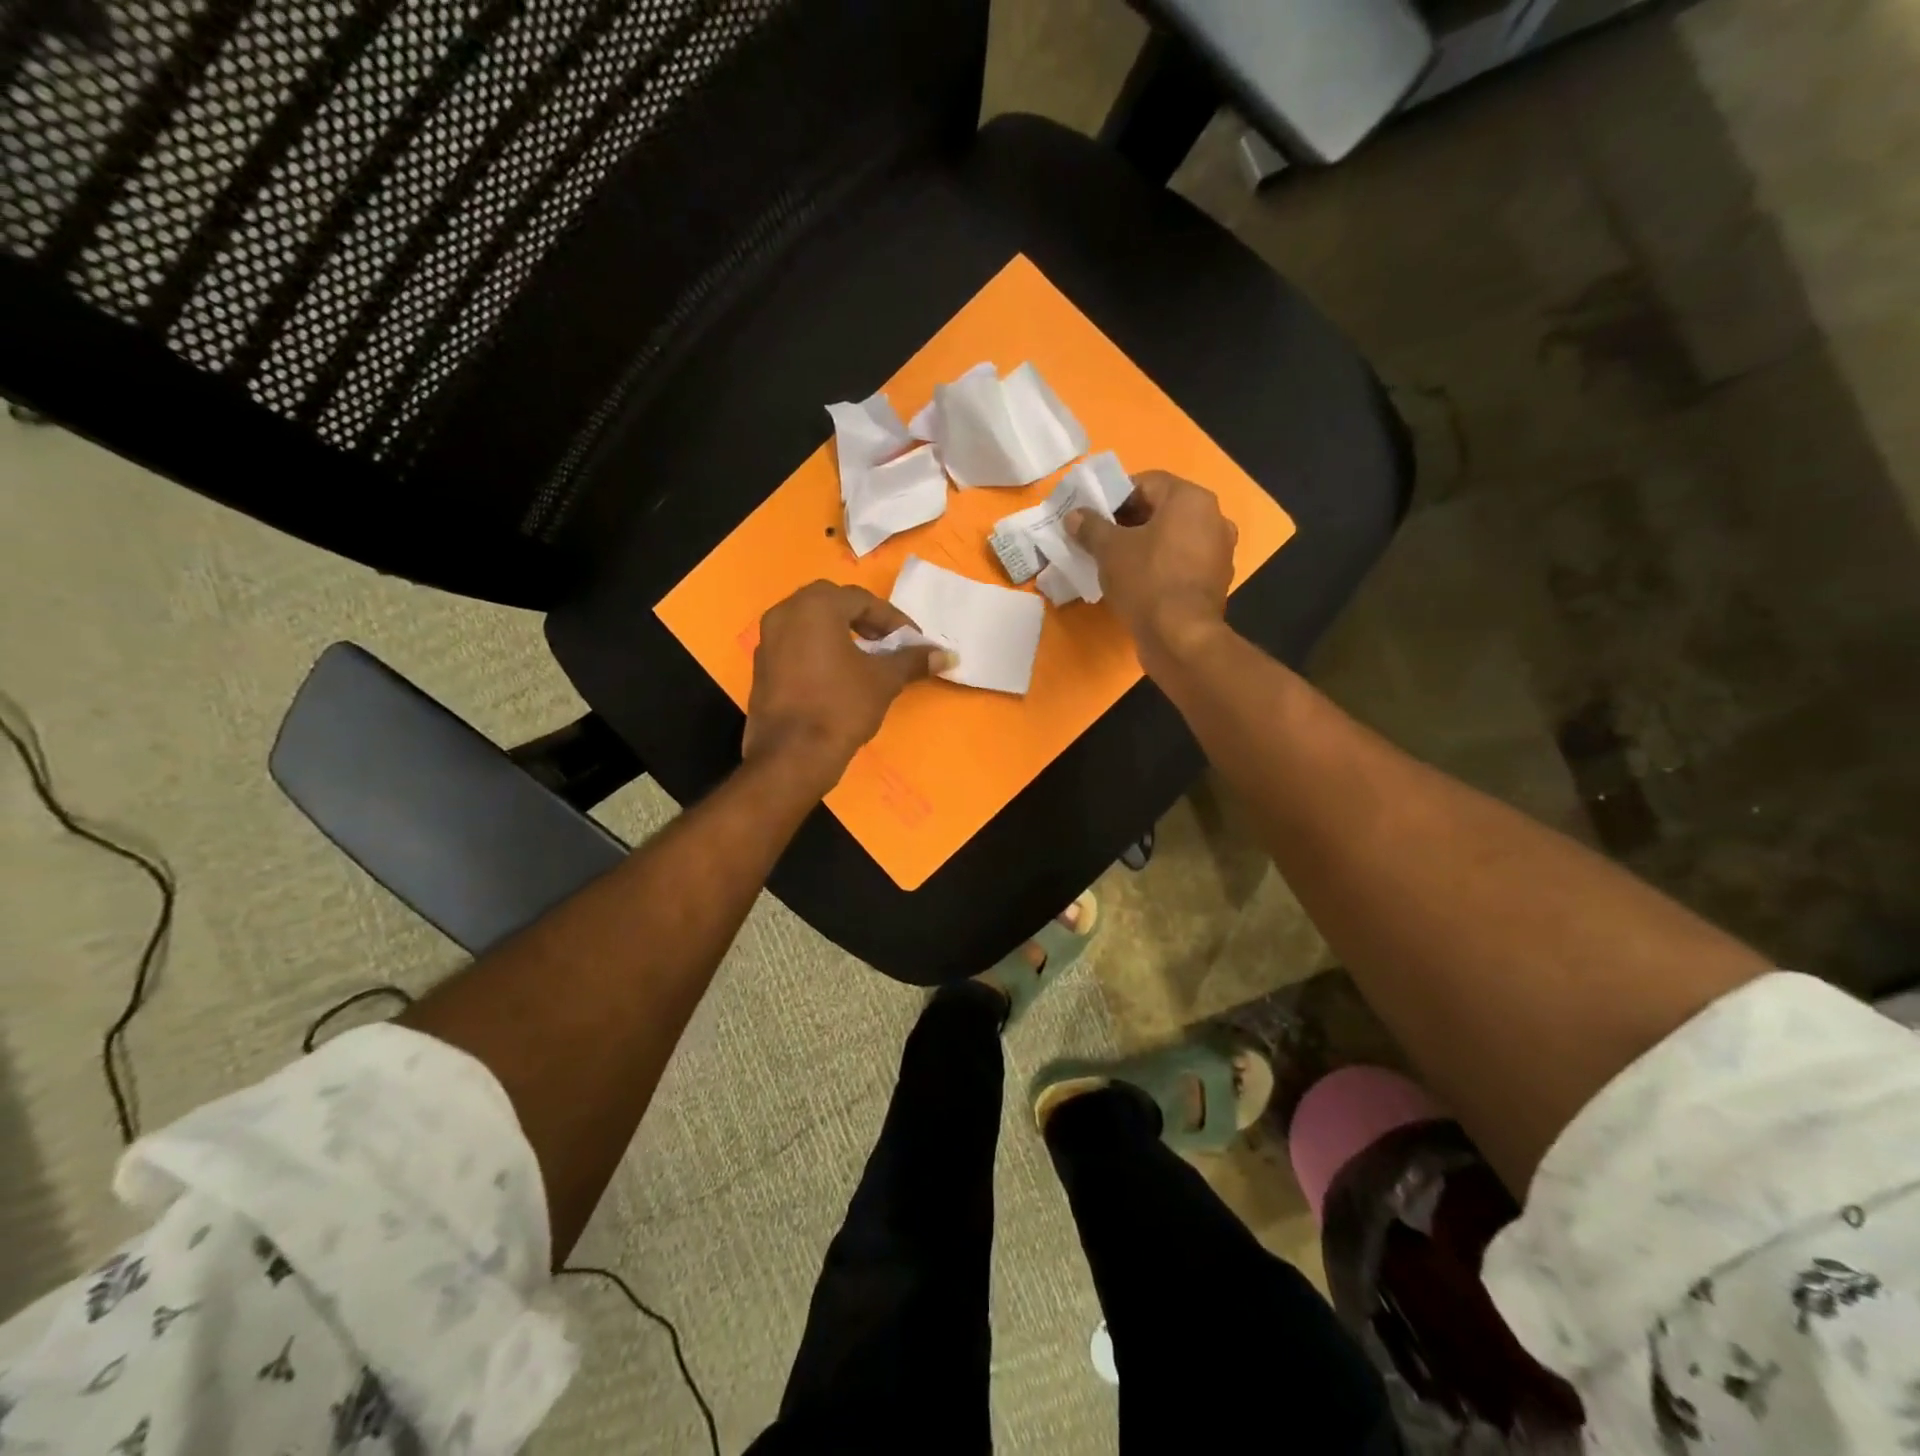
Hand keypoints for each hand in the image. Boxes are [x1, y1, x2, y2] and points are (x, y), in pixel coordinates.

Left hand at [743, 582, 949, 788]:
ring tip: (866, 658)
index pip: (862, 600)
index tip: (913, 642)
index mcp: (815, 607)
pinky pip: (795, 643)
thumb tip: (946, 655)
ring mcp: (768, 639)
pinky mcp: (761, 666)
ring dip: (840, 632)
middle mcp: (785, 613)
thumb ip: (912, 661)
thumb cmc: (841, 707)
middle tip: (887, 642)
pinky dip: (818, 648)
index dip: (893, 620)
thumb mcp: (884, 681)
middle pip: (832, 603)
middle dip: (863, 619)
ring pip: (810, 622)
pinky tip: (838, 674)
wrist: (792, 755)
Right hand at [1066, 470, 1235, 667]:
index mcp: (1190, 499)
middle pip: (1162, 510)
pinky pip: (1182, 563)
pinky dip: (1160, 566)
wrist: (1180, 637)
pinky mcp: (1215, 581)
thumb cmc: (1146, 581)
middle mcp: (1213, 518)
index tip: (1093, 515)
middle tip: (1099, 538)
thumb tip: (1074, 516)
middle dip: (1128, 522)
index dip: (1115, 496)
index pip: (1147, 482)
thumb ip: (1091, 527)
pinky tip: (1137, 583)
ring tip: (1115, 562)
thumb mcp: (1109, 550)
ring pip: (1173, 538)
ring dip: (1145, 545)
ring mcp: (1218, 551)